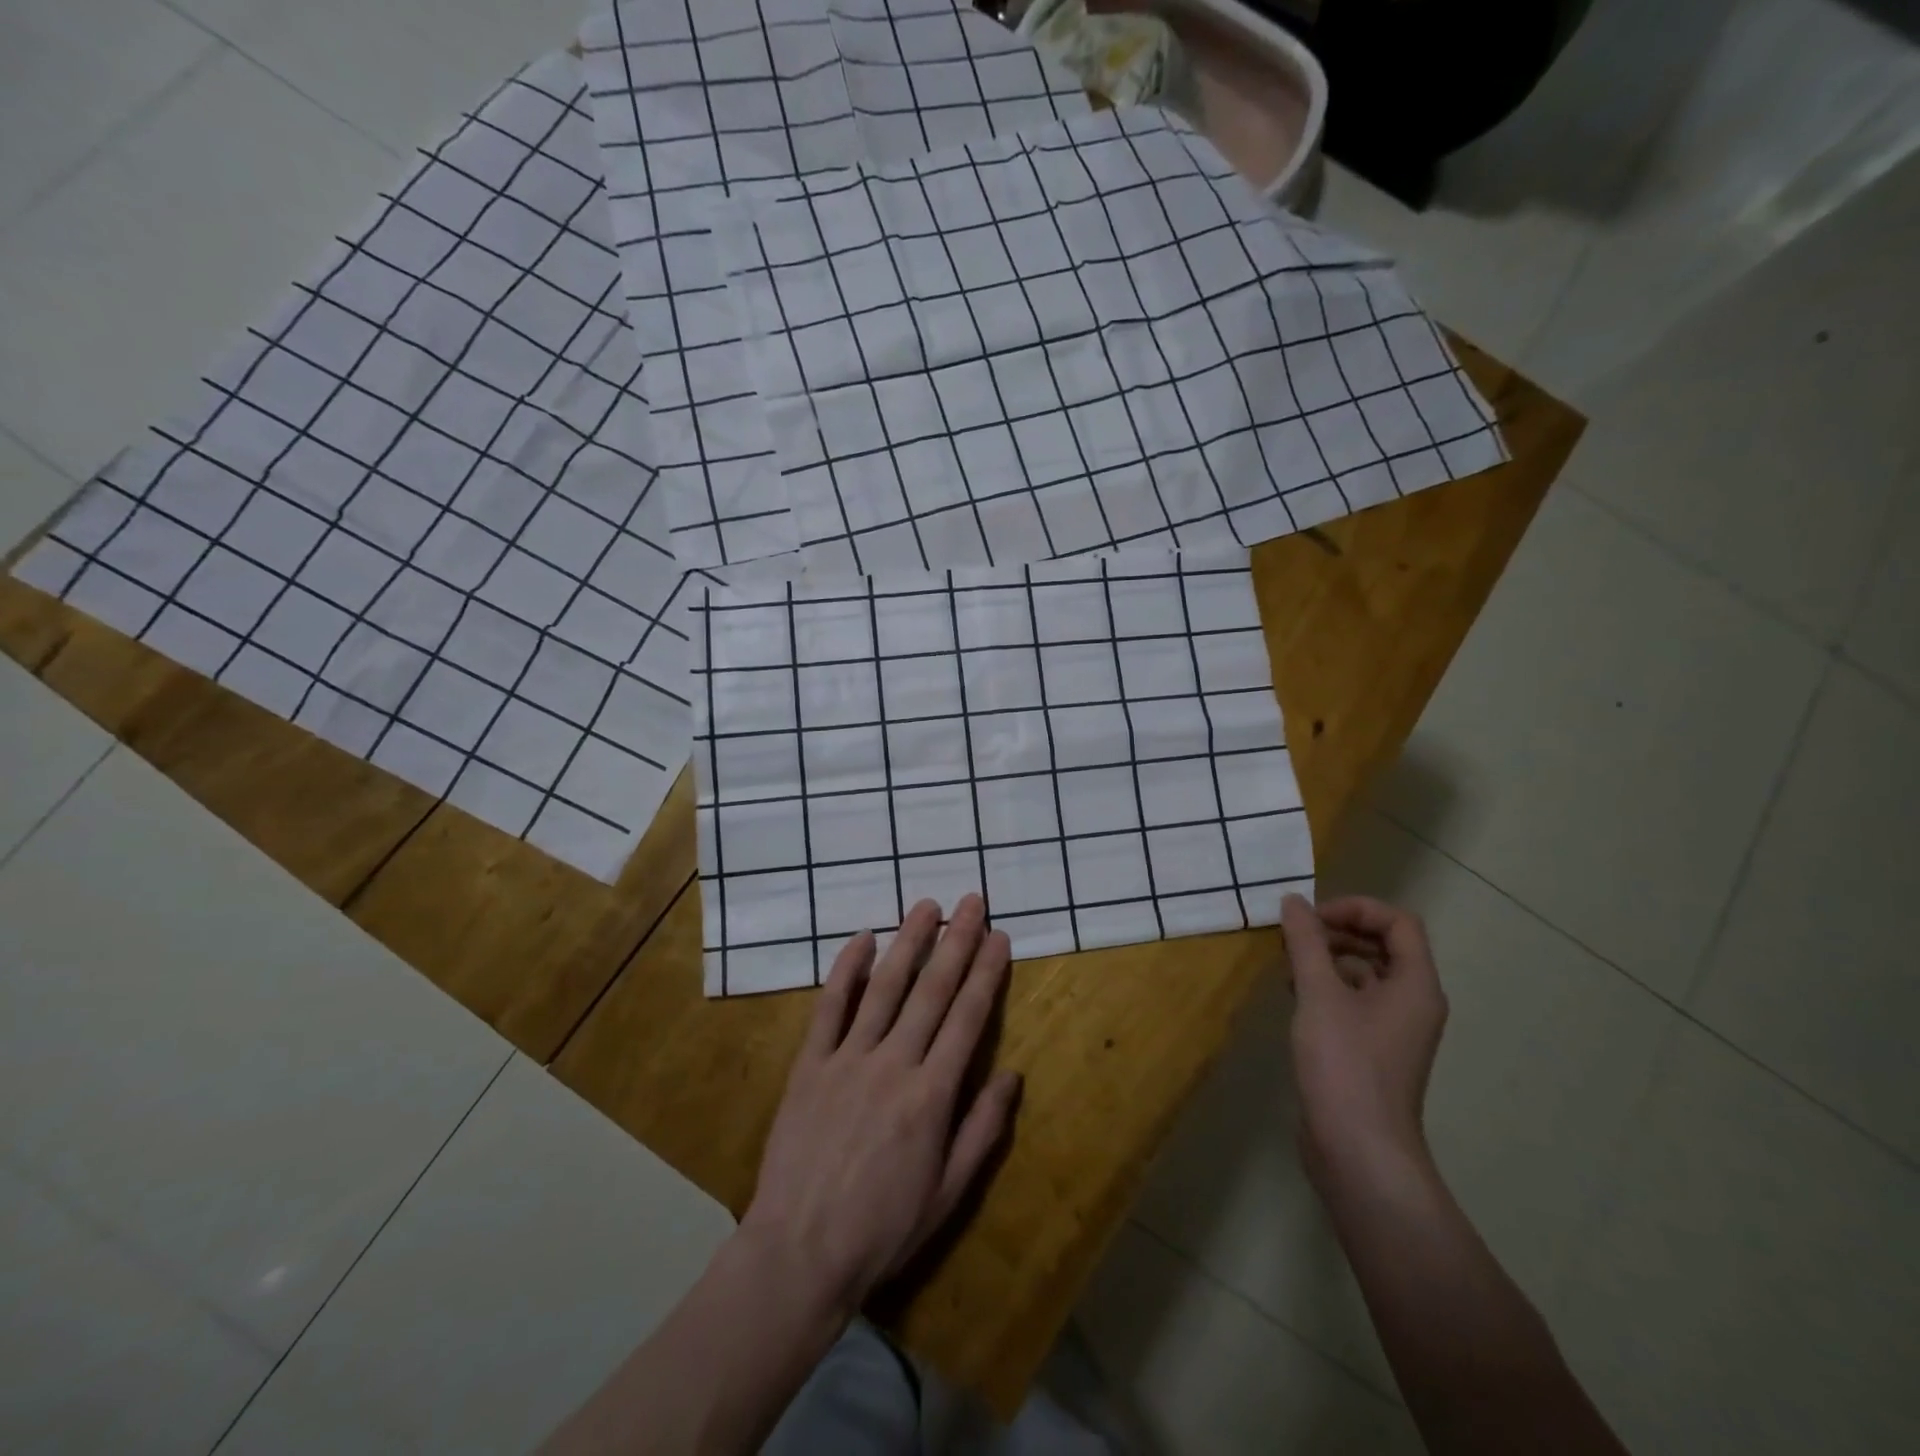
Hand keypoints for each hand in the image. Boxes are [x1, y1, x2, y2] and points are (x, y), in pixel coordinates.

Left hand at [739, 895, 1021, 1321]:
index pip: (967, 1018)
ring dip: (908, 942)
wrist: (800, 1252)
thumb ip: (982, 1129)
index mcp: (932, 1095)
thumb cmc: (883, 1229)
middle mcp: (894, 1063)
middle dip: (956, 942)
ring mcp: (848, 1058)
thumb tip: (1012, 1073)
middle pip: (932, 990)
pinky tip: (861, 938)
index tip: (999, 936)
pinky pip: (830, 1007)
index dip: (986, 973)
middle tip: (973, 903)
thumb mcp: (949, 1192)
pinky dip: (846, 970)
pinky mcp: (810, 1064)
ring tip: (927, 906)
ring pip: (885, 987)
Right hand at [1280, 893, 1447, 1188]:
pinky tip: (1294, 996)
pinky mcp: (1373, 1051)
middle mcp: (1413, 1003)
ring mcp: (1394, 1030)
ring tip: (1287, 964)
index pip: (1398, 922)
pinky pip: (1354, 1002)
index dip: (1356, 909)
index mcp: (1416, 985)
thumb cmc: (1344, 1064)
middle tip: (1294, 937)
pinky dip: (1327, 988)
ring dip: (1328, 959)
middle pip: (1383, 945)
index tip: (1311, 918)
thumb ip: (1306, 943)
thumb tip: (1293, 901)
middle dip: (1338, 932)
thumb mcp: (1319, 994)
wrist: (1358, 1150)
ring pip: (1365, 974)